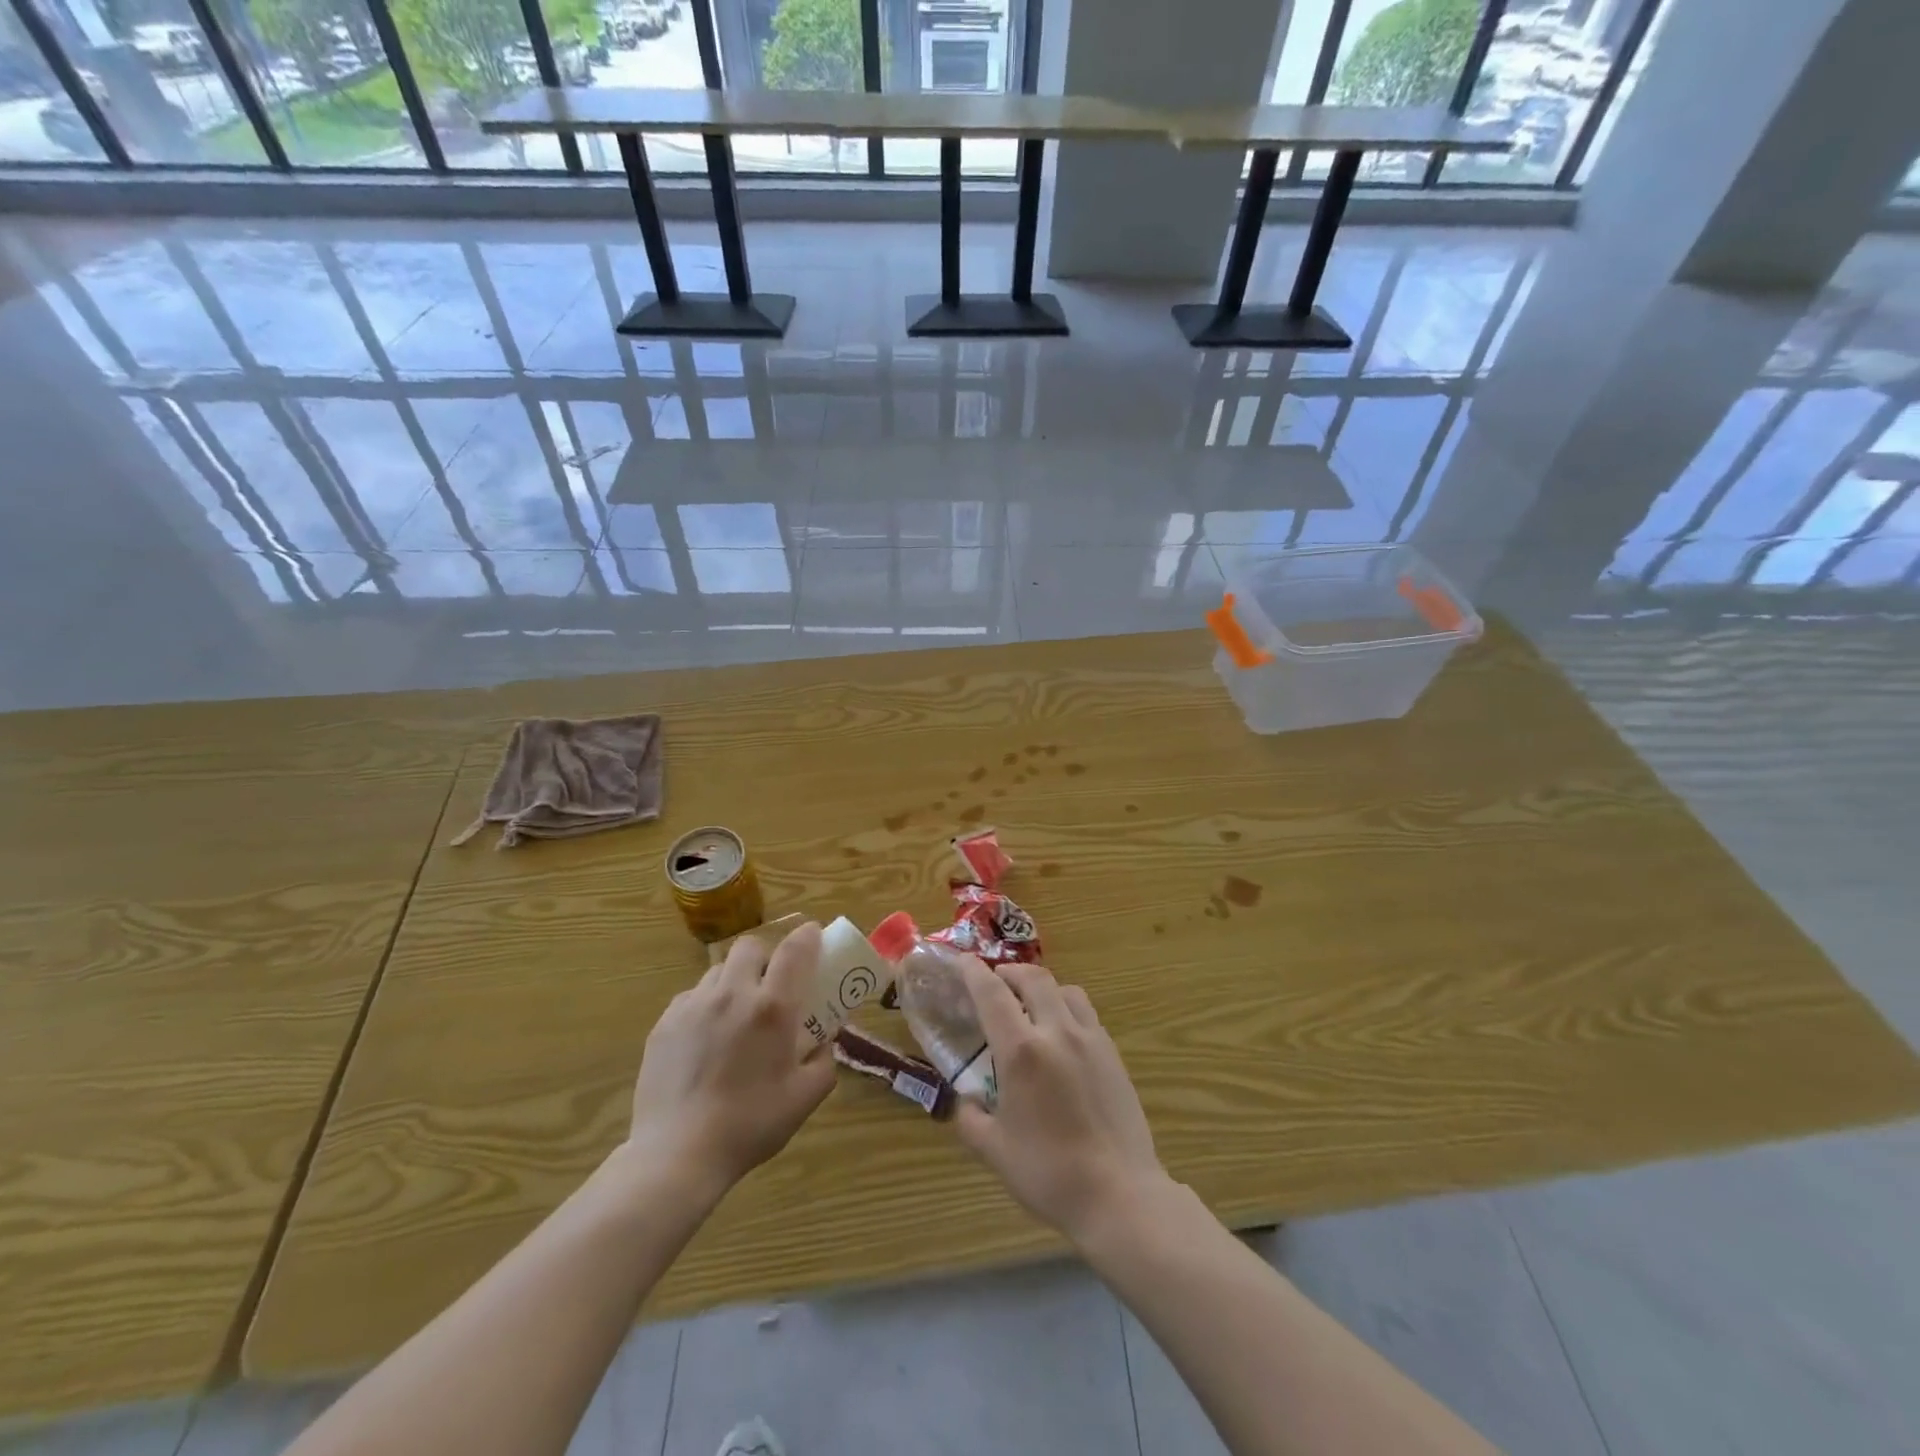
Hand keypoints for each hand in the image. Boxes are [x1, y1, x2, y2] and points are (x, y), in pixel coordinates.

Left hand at [623, 922, 836, 1201]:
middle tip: (770, 985)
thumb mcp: (806, 1097)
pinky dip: (705, 1005)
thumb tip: (824, 1041)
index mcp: (773, 1008)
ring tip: (735, 1013)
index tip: (813, 936)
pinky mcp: (664, 1023)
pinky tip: (705, 1038)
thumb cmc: (750, 1125)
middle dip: (765, 957)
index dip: (808, 935)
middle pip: (751, 946)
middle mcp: (733, 993)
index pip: (795, 949)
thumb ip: (824, 1061)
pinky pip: (691, 997)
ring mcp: (694, 1005)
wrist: (678, 1155)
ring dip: (734, 980)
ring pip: (718, 970)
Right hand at [952, 960, 1165, 1244]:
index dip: (973, 971)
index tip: (961, 961)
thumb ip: (970, 1119)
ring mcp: (1090, 1039)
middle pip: (1033, 978)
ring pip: (1065, 990)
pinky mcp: (1112, 1053)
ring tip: (1030, 1004)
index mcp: (1021, 1051)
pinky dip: (1066, 1008)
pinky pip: (1085, 1013)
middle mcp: (1056, 1032)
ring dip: (1042, 987)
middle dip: (1009, 972)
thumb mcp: (994, 1150)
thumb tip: (965, 1102)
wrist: (1119, 1194)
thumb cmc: (1049, 1173)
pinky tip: (1061, 1035)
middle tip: (994, 982)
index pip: (992, 993)